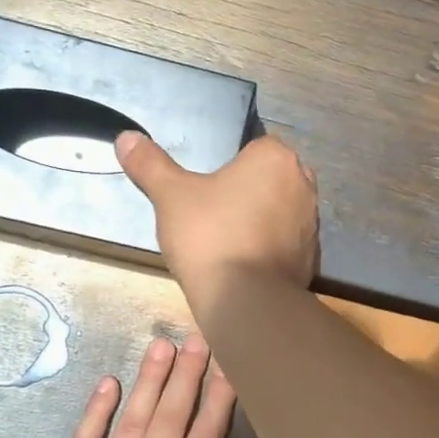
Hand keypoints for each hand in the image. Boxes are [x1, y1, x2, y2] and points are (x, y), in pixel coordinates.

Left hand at [29, 333, 284, 437]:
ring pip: (132, 420)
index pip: (205, 436)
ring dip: (148, 381)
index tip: (228, 364)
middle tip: (196, 337)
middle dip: (186, 375)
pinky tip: (107, 384)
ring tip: (160, 345)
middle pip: (170, 416)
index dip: (218, 398)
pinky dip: (95, 412)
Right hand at [116, 131, 318, 306]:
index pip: (253, 147)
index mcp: (275, 157)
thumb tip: (126, 136)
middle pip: (269, 178)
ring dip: (260, 218)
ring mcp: (312, 221)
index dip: (228, 166)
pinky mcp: (312, 255)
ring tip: (227, 240)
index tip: (206, 190)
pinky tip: (244, 262)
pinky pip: (287, 241)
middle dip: (247, 191)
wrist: (246, 300)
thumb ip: (150, 164)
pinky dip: (269, 247)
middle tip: (213, 214)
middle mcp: (302, 183)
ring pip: (280, 209)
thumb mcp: (170, 195)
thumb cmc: (210, 235)